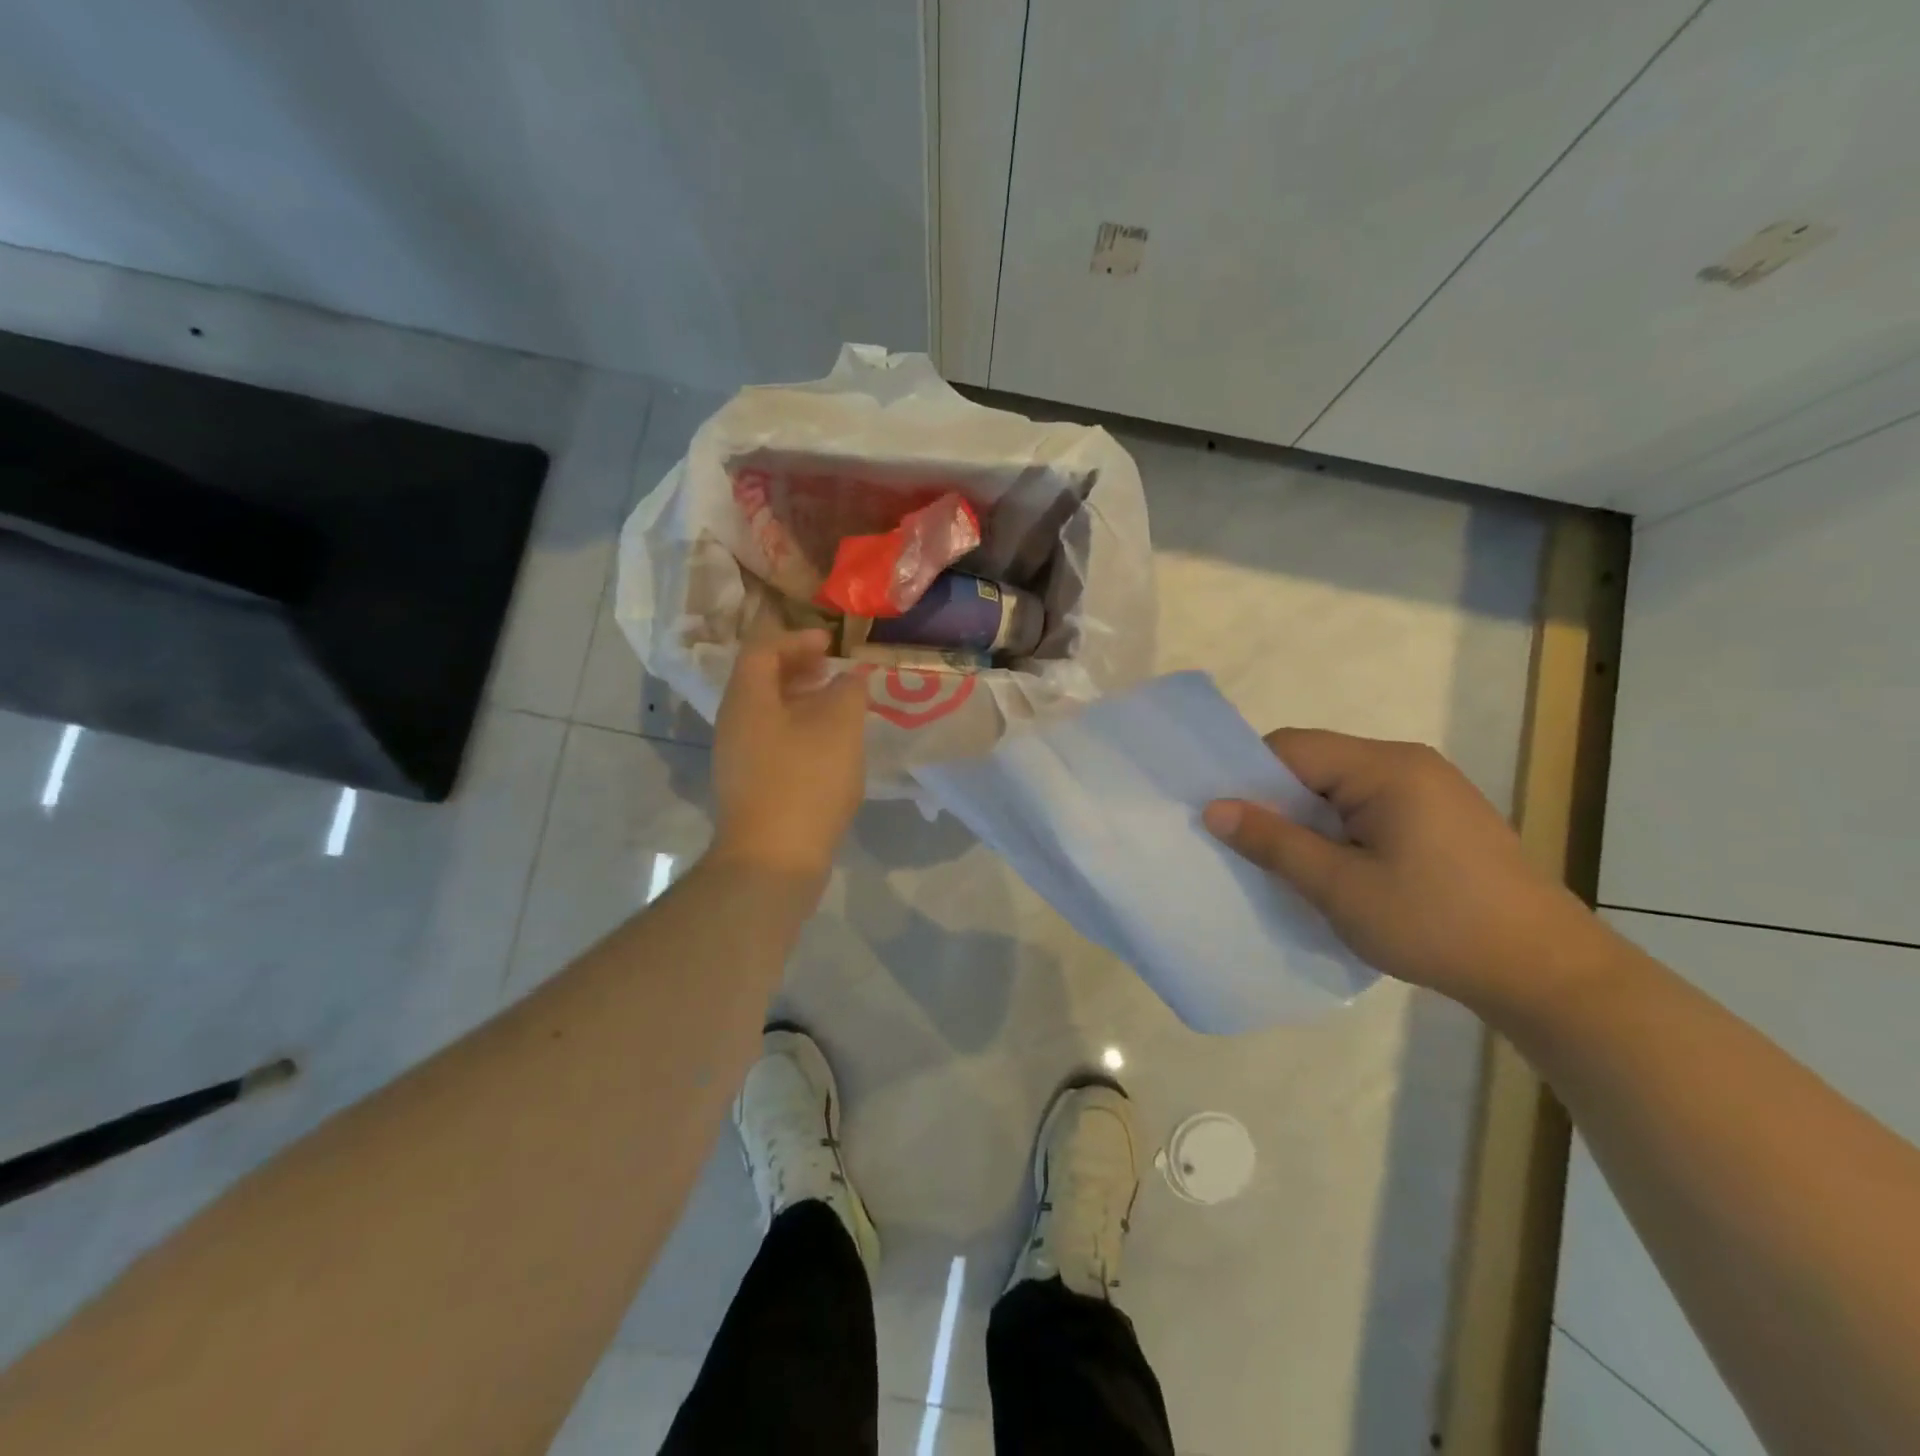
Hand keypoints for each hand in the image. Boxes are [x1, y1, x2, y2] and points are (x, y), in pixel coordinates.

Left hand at [710, 623, 867, 882]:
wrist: (773, 859)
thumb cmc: (805, 781)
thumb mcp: (839, 727)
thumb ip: (848, 692)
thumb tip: (850, 679)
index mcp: (747, 698)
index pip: (762, 648)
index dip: (797, 638)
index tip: (831, 643)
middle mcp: (734, 722)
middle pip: (761, 679)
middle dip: (798, 667)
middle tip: (834, 669)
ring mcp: (738, 757)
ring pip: (768, 712)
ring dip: (801, 700)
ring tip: (837, 705)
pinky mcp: (750, 785)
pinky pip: (772, 740)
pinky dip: (799, 729)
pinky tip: (828, 747)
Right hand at [1203, 729, 1609, 1015]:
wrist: (1546, 972)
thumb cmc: (1435, 924)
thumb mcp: (1340, 887)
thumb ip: (1274, 841)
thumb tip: (1214, 808)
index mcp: (1385, 768)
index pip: (1291, 748)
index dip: (1248, 776)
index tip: (1221, 817)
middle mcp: (1408, 763)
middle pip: (1315, 764)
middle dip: (1276, 801)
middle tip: (1247, 846)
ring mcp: (1430, 789)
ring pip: (1340, 788)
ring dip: (1308, 819)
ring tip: (1287, 862)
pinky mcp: (1441, 817)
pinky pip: (1369, 807)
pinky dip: (1339, 830)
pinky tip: (1336, 869)